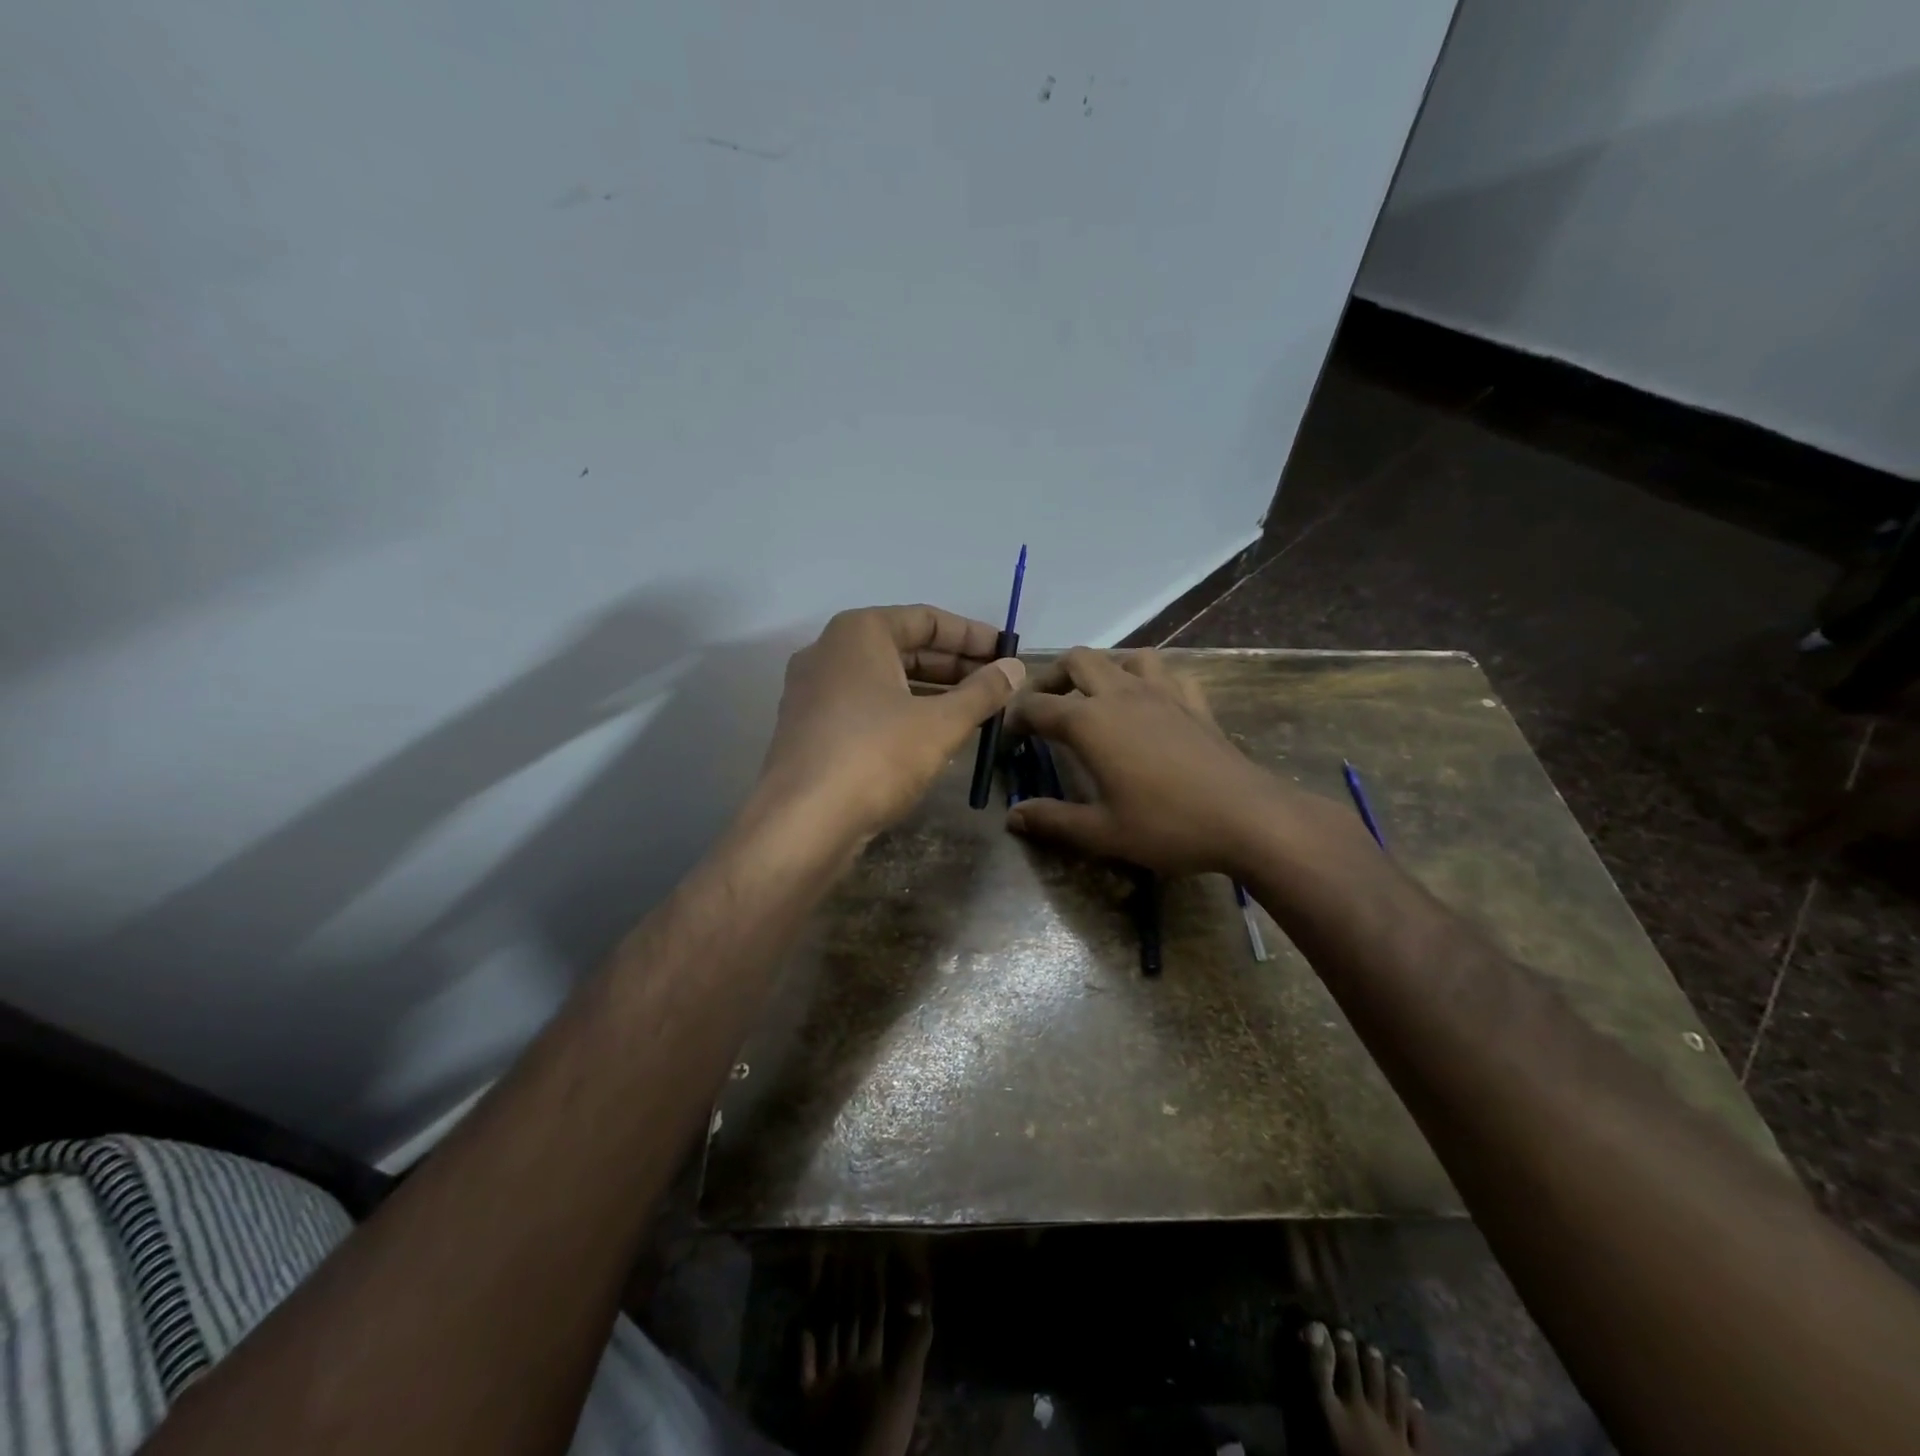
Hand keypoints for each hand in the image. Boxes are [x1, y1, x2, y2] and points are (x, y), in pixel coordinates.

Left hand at [759, 605, 1023, 839]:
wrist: (802, 822)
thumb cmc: (876, 756)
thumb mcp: (940, 723)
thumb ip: (982, 692)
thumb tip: (1016, 668)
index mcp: (859, 632)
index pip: (927, 619)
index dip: (972, 635)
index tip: (1007, 653)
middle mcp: (830, 651)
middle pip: (904, 648)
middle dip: (954, 666)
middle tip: (997, 685)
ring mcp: (814, 691)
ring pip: (885, 680)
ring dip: (931, 692)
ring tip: (975, 712)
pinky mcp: (810, 728)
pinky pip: (866, 706)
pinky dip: (902, 712)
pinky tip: (933, 736)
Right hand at [1006, 647, 1281, 874]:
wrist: (1247, 818)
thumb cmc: (1167, 825)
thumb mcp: (1101, 833)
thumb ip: (1052, 821)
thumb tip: (1012, 816)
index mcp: (1089, 722)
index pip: (1038, 706)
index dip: (1016, 717)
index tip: (1009, 736)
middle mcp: (1121, 694)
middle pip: (1077, 661)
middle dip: (1052, 677)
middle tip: (1045, 706)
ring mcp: (1162, 692)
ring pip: (1124, 656)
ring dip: (1103, 669)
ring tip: (1096, 698)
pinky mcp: (1194, 702)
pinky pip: (1167, 673)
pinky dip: (1150, 679)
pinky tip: (1150, 703)